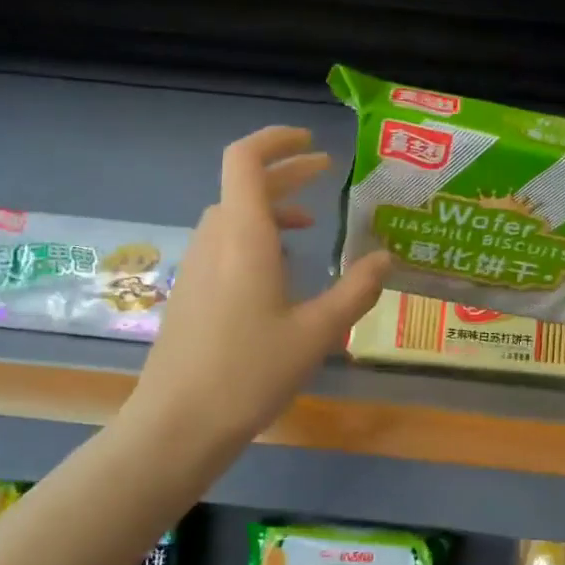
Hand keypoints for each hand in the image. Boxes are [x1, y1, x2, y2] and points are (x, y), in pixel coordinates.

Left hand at [130, 127, 389, 448]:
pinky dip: (254, 237)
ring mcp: (197, 267)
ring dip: (268, 207)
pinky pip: (224, 245)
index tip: (310, 142)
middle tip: (324, 174)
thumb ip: (355, 290)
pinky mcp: (191, 293)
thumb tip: (385, 257)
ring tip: (308, 225)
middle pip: (243, 186)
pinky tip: (278, 273)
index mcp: (244, 237)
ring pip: (232, 217)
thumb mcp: (317, 333)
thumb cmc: (250, 372)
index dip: (276, 140)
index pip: (245, 160)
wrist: (178, 424)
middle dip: (285, 174)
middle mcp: (215, 241)